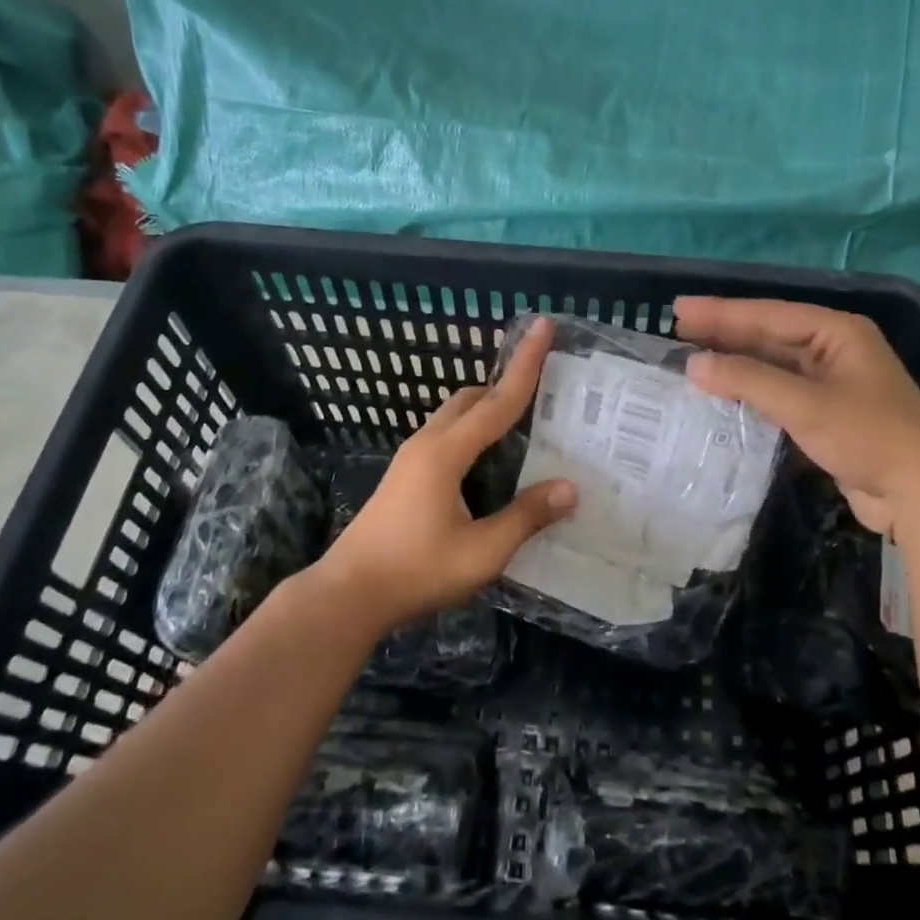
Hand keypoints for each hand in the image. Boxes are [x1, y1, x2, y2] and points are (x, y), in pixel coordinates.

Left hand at [314, 318, 576, 630]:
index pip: (498, 401)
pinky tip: (490, 461)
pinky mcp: (404, 476)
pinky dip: (473, 431)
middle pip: (471, 398)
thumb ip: (526, 517)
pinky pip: (446, 436)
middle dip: (506, 384)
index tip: (543, 326)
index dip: (526, 364)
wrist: (349, 593)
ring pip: (455, 416)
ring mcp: (410, 459)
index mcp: (446, 453)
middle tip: (545, 389)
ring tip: (524, 425)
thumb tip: (570, 488)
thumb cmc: (417, 571)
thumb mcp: (482, 551)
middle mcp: (427, 444)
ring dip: (487, 409)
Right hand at [676, 296, 919, 535]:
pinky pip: (779, 394)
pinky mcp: (826, 415)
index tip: (678, 309)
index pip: (768, 314)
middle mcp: (833, 350)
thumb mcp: (805, 404)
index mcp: (836, 332)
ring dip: (734, 364)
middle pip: (769, 336)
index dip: (721, 312)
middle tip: (676, 329)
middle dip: (724, 334)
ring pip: (772, 366)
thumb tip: (693, 365)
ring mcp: (831, 383)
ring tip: (691, 359)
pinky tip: (723, 395)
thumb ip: (747, 380)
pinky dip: (750, 393)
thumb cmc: (869, 436)